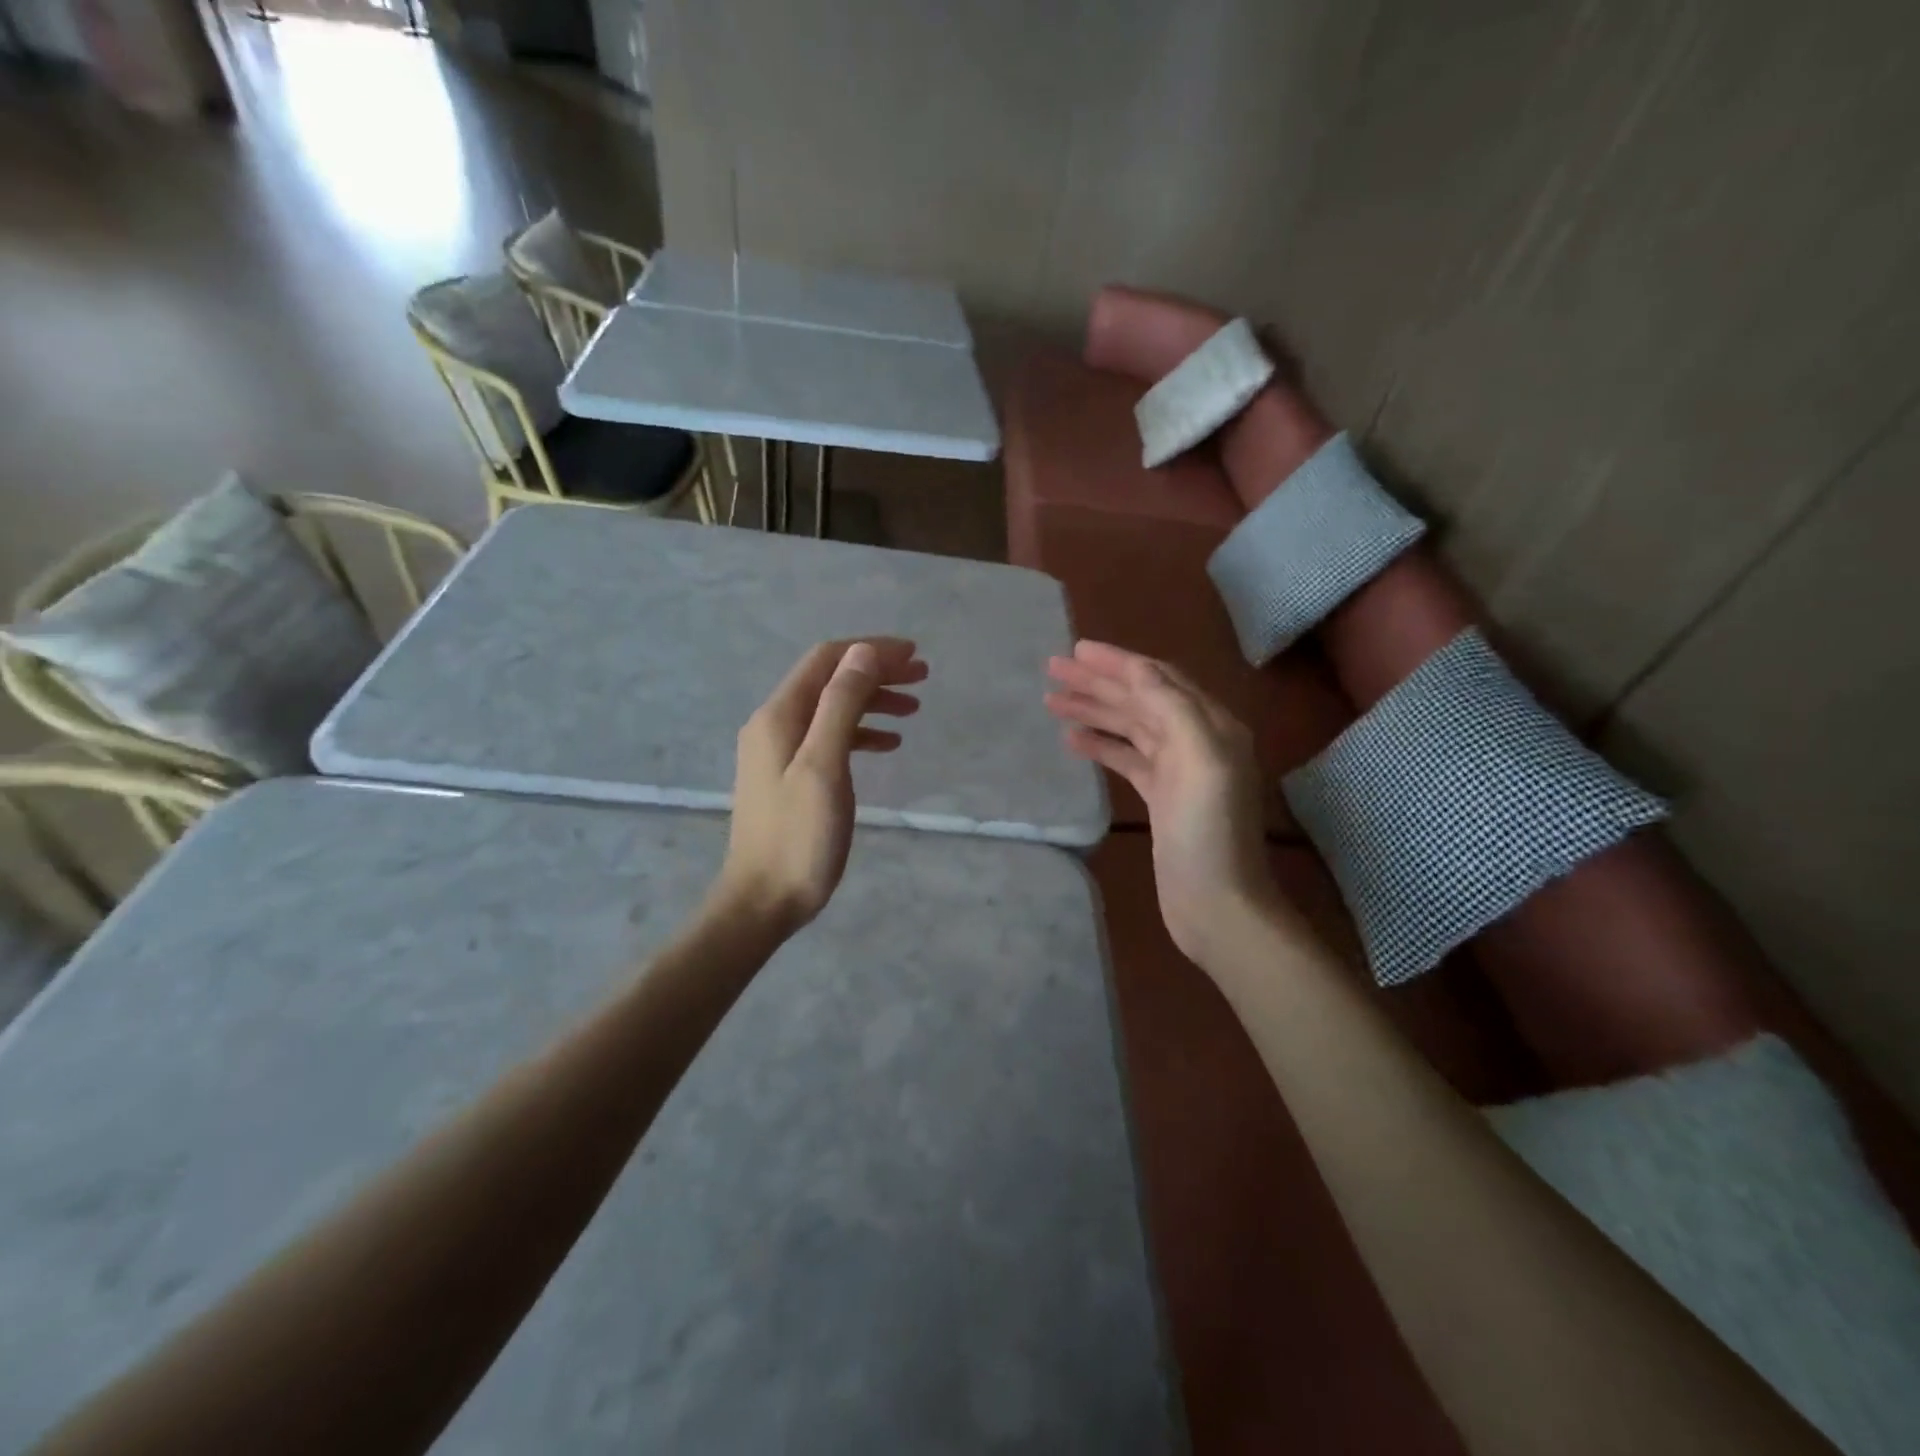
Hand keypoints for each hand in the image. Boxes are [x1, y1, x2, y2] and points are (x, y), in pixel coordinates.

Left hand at [717, 637, 927, 935]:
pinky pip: (829, 738)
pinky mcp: (789, 776)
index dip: (871, 650)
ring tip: (913, 709)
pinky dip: (860, 732)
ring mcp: (780, 751)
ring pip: (832, 708)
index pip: (827, 660)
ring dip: (871, 701)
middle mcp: (775, 724)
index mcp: (779, 715)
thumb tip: (864, 652)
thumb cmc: (798, 837)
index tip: (914, 656)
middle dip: (876, 672)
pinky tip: (888, 744)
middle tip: (922, 678)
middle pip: (830, 680)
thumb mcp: (824, 765)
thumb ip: (841, 705)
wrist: (762, 900)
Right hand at [1046, 641, 1282, 964]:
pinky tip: (1072, 740)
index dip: (1117, 662)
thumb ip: (1171, 707)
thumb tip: (1138, 669)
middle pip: (1140, 699)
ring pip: (1129, 727)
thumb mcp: (1199, 759)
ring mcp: (1177, 770)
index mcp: (1211, 724)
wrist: (1217, 903)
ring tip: (1052, 701)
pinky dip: (1100, 745)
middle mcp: (1195, 740)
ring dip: (1093, 711)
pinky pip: (1126, 758)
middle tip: (1053, 669)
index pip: (1158, 679)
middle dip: (1097, 682)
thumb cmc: (1208, 832)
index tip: (1076, 650)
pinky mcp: (1160, 797)